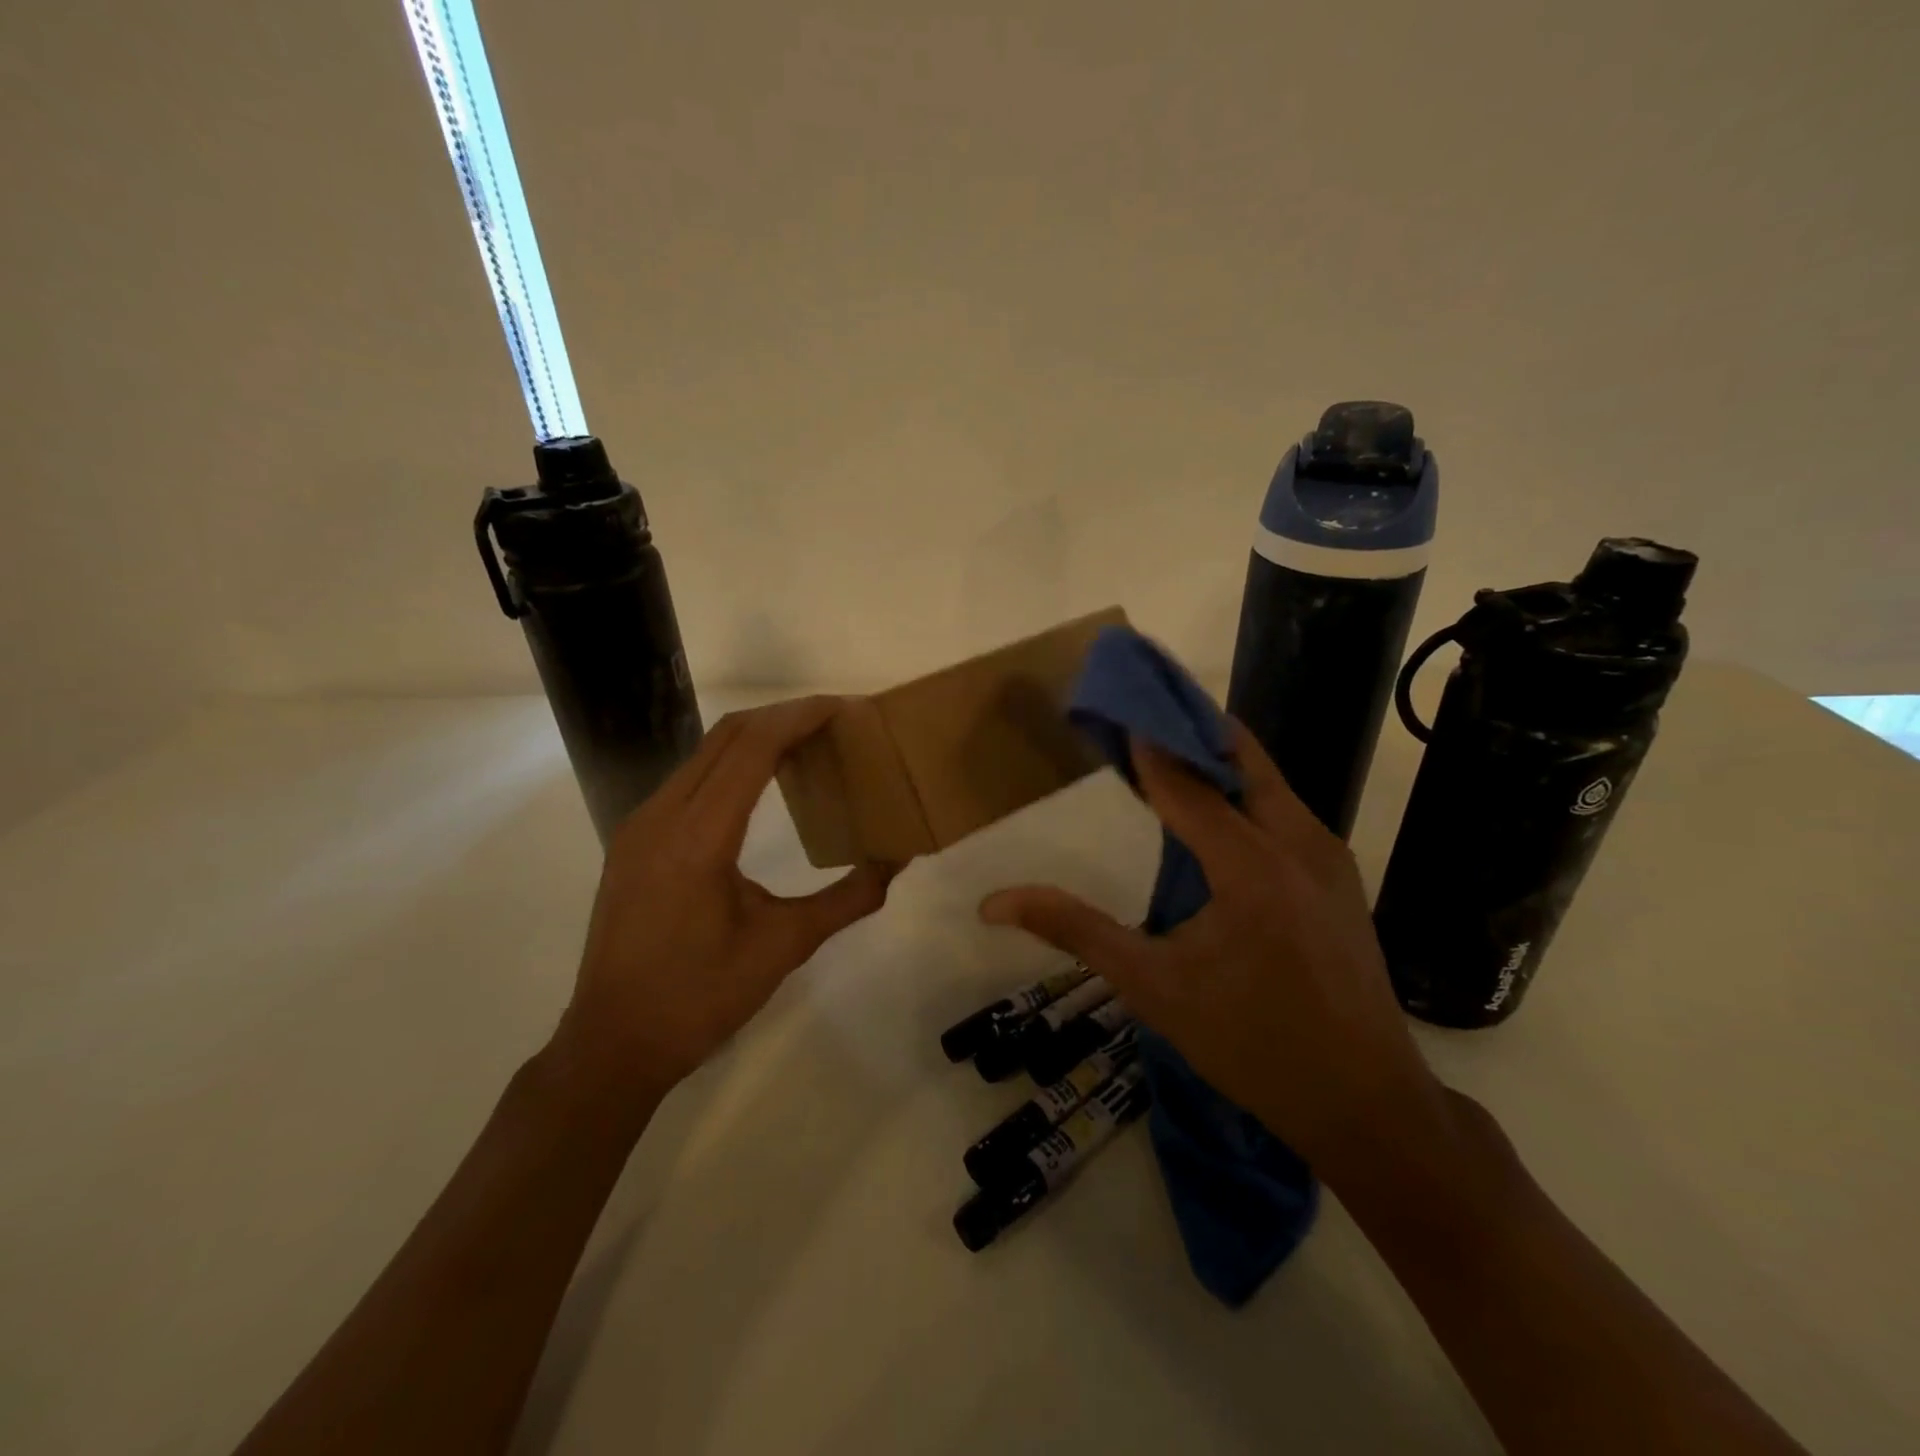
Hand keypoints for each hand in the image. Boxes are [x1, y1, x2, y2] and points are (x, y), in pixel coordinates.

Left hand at [552, 697, 895, 1108]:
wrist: (613, 1043)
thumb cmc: (700, 998)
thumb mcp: (784, 946)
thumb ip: (848, 899)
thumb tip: (898, 860)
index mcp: (698, 837)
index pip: (752, 747)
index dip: (800, 716)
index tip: (845, 706)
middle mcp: (661, 815)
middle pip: (727, 735)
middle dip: (783, 716)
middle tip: (836, 720)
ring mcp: (640, 825)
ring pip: (704, 753)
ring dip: (756, 737)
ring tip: (808, 744)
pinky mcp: (634, 839)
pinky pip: (689, 778)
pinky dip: (731, 763)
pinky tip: (762, 783)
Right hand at [979, 719, 1449, 1182]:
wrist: (1366, 1103)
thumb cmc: (1251, 1044)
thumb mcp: (1153, 987)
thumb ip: (1075, 931)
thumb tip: (995, 904)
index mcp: (1251, 865)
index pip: (1185, 780)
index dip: (1145, 743)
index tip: (1112, 710)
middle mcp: (1299, 842)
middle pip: (1240, 757)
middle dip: (1187, 732)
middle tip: (1137, 720)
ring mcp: (1329, 856)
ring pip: (1267, 781)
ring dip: (1217, 761)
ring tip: (1162, 760)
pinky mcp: (1340, 875)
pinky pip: (1284, 810)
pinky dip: (1242, 794)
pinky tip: (1211, 818)